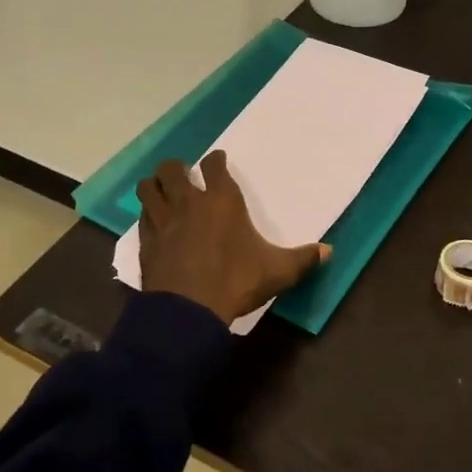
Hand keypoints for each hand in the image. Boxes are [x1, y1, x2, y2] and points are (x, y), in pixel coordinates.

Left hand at [137, 152, 327, 325]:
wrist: (188, 310)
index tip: (217, 161)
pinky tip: (153, 223)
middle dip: (177, 167)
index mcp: (223, 202)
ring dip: (154, 185)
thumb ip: (303, 259)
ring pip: (148, 187)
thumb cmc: (236, 282)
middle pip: (173, 169)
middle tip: (183, 175)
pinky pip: (142, 217)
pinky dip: (147, 215)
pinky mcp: (146, 241)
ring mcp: (163, 220)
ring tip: (161, 191)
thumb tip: (329, 251)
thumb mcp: (278, 272)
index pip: (214, 166)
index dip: (215, 161)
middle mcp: (189, 202)